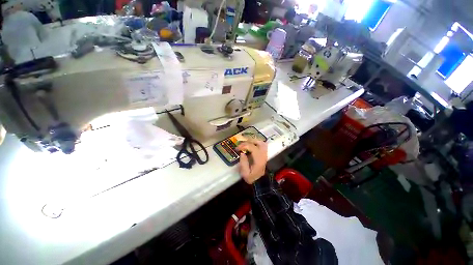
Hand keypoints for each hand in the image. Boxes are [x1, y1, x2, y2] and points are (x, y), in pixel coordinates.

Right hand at [237, 140, 267, 183]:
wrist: (259, 182)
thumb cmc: (251, 178)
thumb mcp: (245, 173)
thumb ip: (243, 162)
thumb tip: (242, 153)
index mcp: (258, 159)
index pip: (252, 147)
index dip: (244, 146)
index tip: (237, 148)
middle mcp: (263, 155)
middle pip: (258, 142)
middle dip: (248, 141)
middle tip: (241, 144)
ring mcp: (265, 154)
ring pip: (261, 143)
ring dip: (253, 141)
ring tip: (245, 143)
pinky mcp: (264, 155)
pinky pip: (262, 145)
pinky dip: (256, 143)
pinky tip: (251, 145)